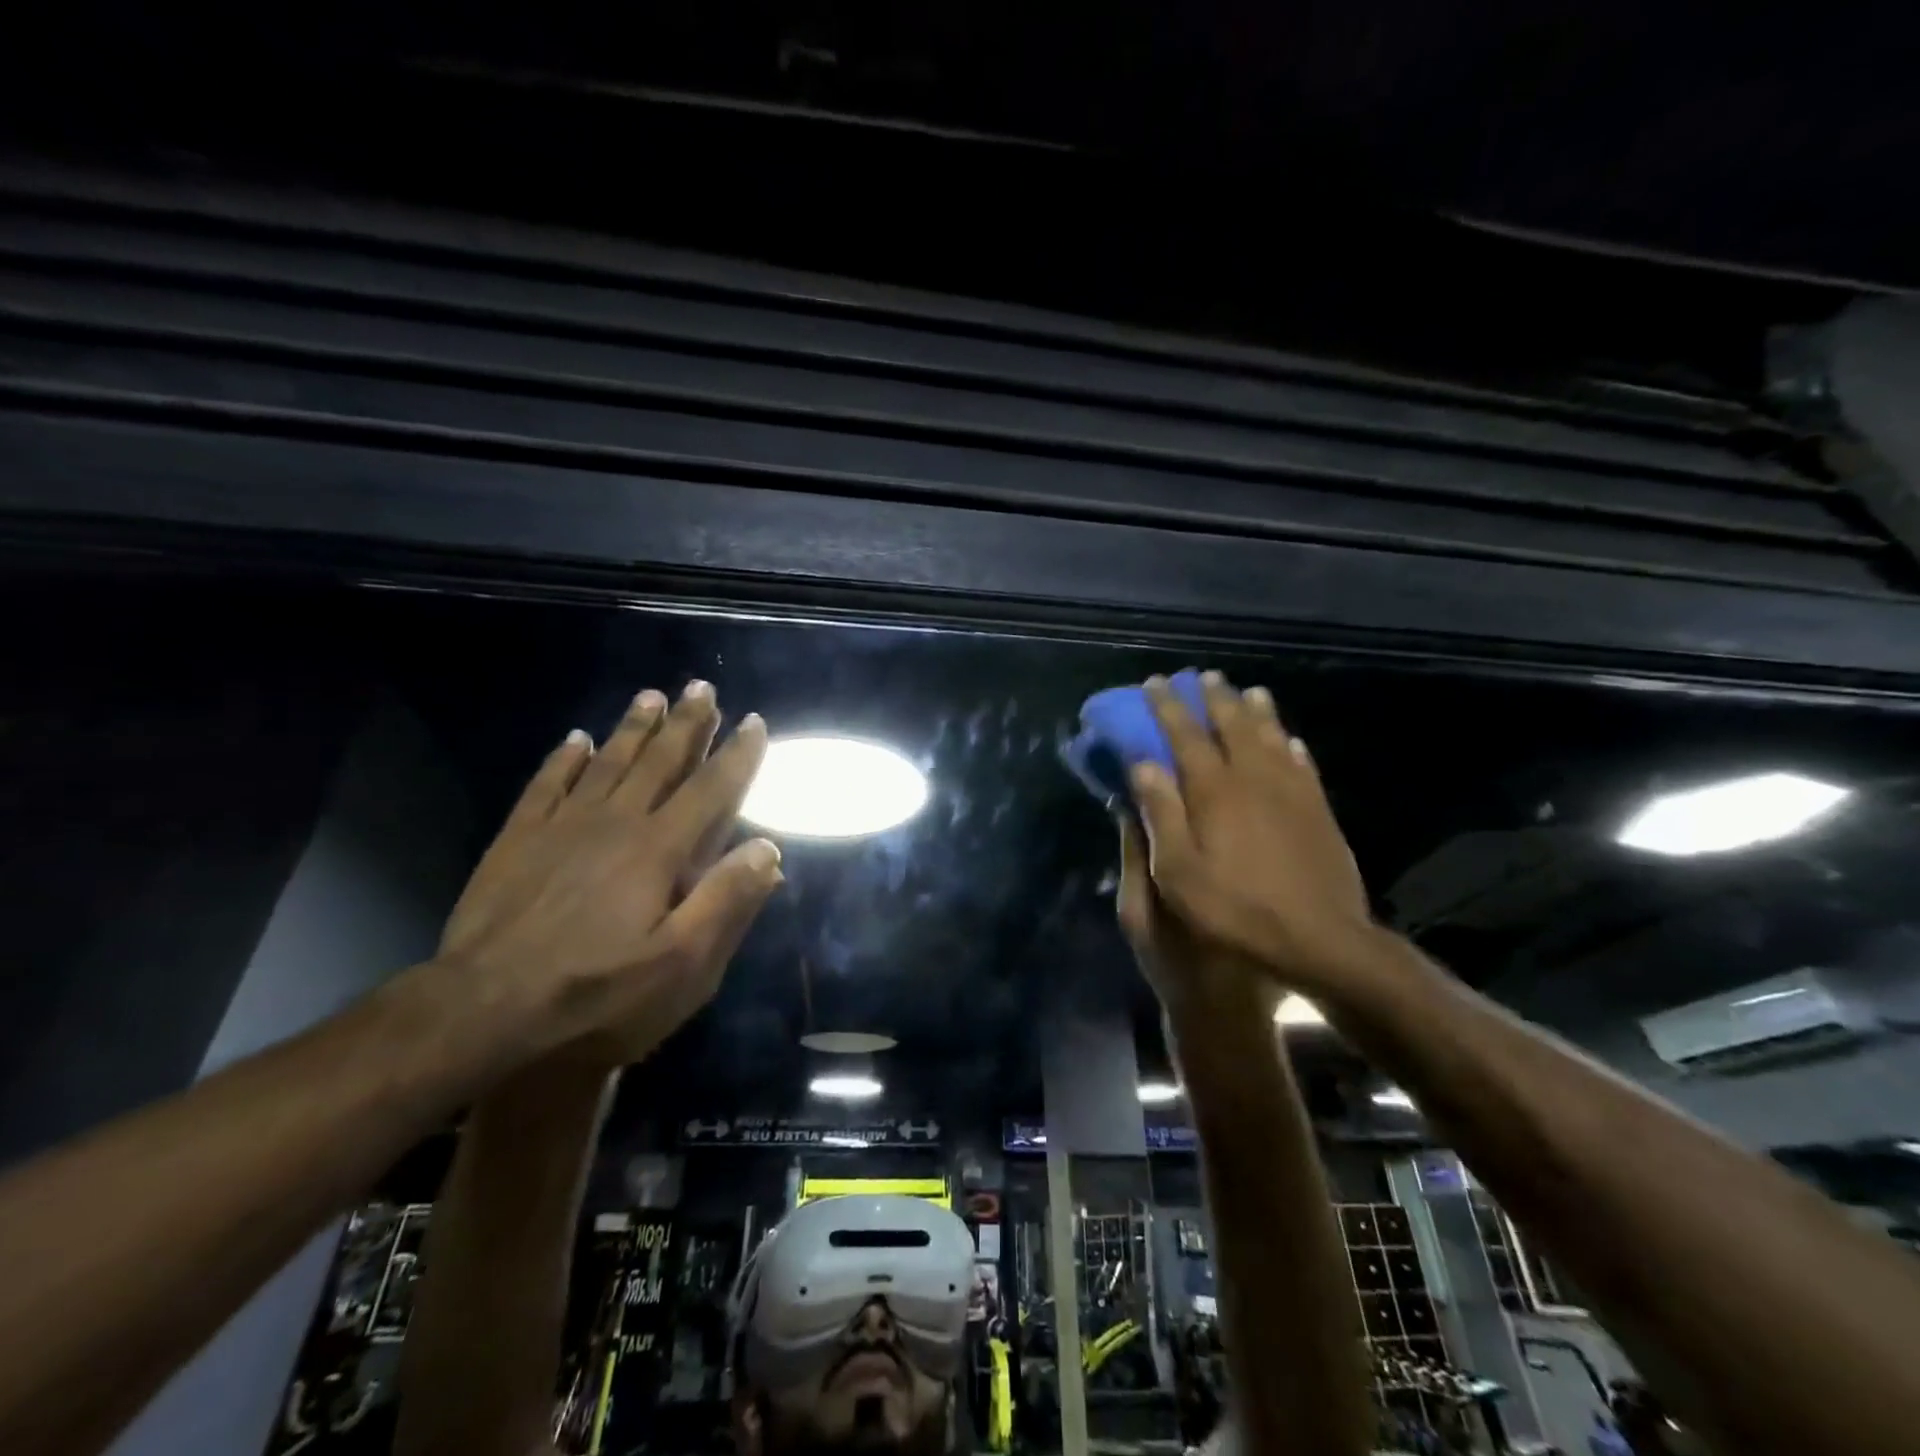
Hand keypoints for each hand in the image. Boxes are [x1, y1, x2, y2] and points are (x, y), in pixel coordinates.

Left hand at [440, 681, 782, 1064]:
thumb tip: (768, 848)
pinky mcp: (517, 841)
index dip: (738, 755)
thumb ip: (727, 902)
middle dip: (686, 723)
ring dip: (633, 727)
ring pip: (608, 762)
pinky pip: (547, 784)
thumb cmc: (596, 994)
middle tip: (702, 687)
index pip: (711, 789)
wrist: (481, 1013)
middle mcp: (616, 823)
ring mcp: (562, 827)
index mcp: (660, 850)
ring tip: (651, 695)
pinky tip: (576, 739)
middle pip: (659, 761)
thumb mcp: (681, 966)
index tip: (755, 721)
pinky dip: (565, 758)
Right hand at [1127, 673, 1373, 992]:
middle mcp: (1254, 778)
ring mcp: (1292, 791)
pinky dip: (1292, 745)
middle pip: (1232, 724)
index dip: (1167, 706)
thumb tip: (1143, 764)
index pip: (1185, 735)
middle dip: (1214, 698)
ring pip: (1272, 736)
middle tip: (1201, 677)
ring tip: (1248, 692)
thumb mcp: (1178, 871)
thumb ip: (1161, 813)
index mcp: (1214, 791)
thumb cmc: (1235, 910)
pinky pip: (1303, 764)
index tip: (1154, 683)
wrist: (1320, 940)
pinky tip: (1290, 740)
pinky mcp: (1319, 810)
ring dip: (1256, 711)